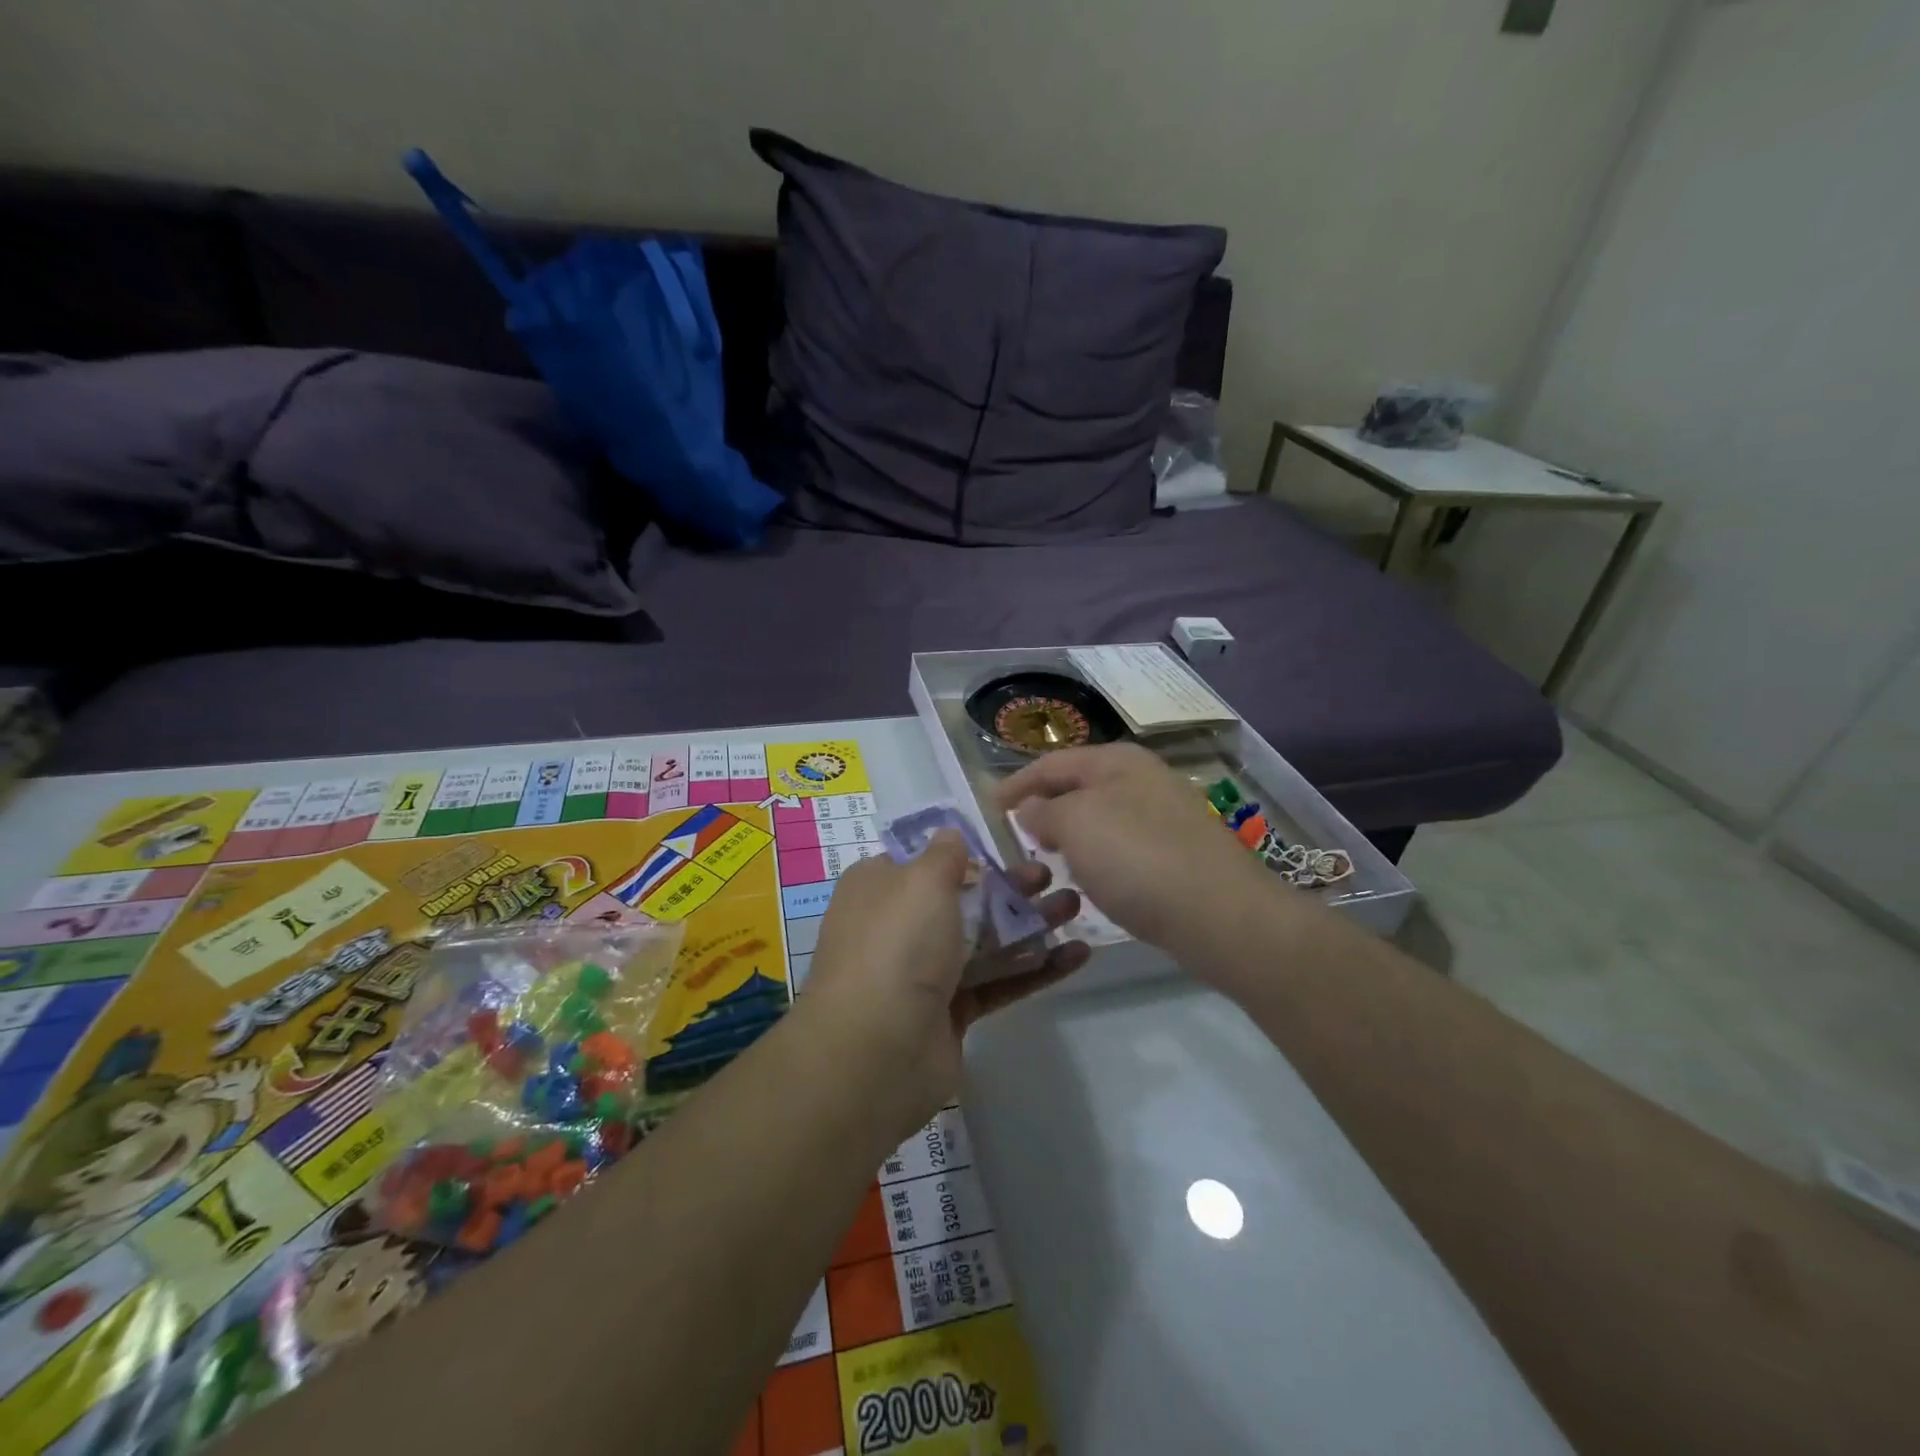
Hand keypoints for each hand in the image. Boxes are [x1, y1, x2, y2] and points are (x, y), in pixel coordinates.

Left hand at [801, 832, 1087, 1133]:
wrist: (877, 1051)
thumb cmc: (898, 944)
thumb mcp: (921, 880)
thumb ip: (945, 853)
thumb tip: (950, 835)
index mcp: (878, 887)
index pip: (923, 860)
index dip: (964, 851)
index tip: (1007, 842)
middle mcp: (898, 926)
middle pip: (963, 898)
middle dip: (1009, 886)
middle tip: (1051, 874)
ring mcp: (924, 972)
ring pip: (985, 939)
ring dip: (1030, 923)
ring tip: (1075, 906)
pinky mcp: (951, 1011)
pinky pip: (998, 981)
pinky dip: (1035, 968)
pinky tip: (1078, 954)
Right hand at [997, 743, 1285, 965]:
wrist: (1220, 915)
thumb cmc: (1136, 858)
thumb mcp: (1075, 825)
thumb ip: (1044, 811)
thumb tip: (1032, 809)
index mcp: (1117, 761)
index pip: (1052, 763)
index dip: (1017, 783)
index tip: (989, 809)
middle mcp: (1144, 779)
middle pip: (1079, 788)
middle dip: (1045, 809)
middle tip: (1018, 836)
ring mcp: (1166, 816)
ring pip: (1102, 818)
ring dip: (1072, 836)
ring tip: (1049, 861)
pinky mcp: (1179, 853)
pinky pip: (1124, 846)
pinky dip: (1099, 858)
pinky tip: (1093, 882)